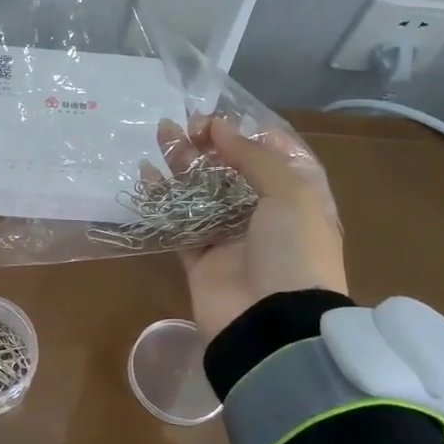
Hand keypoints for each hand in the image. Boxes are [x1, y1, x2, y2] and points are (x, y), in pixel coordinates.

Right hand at [170, 118, 346, 342]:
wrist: (272, 322)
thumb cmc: (293, 251)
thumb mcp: (290, 193)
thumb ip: (253, 157)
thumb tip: (218, 129)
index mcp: (297, 198)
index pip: (274, 154)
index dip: (248, 133)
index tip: (220, 120)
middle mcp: (264, 214)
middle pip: (232, 169)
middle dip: (209, 144)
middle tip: (184, 125)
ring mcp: (229, 237)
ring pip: (201, 191)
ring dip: (182, 162)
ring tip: (161, 134)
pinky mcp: (199, 258)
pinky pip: (177, 221)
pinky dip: (161, 198)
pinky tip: (145, 174)